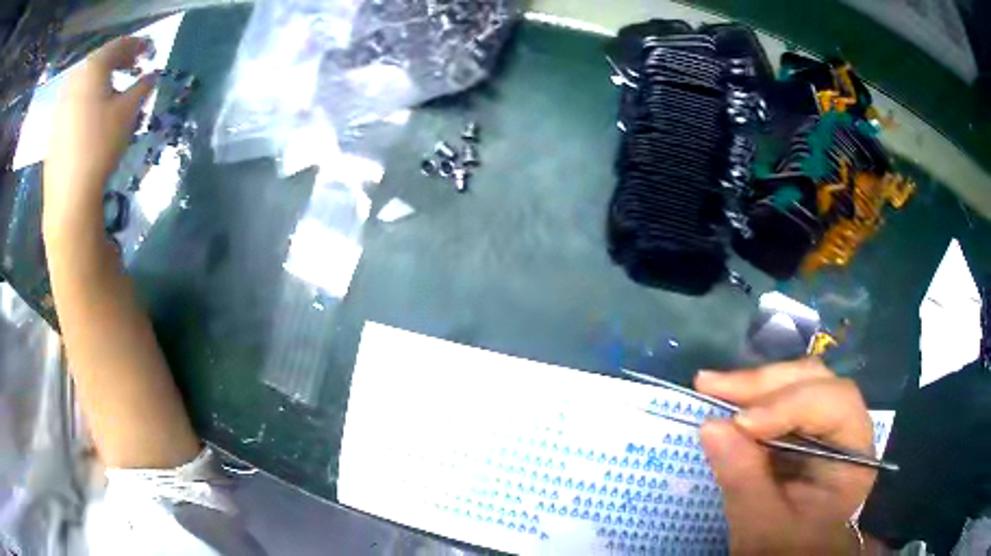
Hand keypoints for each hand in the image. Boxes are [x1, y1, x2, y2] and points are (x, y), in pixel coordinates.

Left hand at [43, 36, 155, 233]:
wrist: (68, 197)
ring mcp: (61, 102)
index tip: (151, 52)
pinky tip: (94, 112)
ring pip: (86, 80)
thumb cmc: (100, 146)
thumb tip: (151, 76)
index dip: (138, 45)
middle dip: (119, 61)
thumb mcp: (129, 112)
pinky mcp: (54, 124)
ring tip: (114, 91)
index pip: (120, 44)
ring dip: (102, 79)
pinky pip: (75, 99)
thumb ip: (143, 87)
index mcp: (93, 67)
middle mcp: (75, 77)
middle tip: (134, 69)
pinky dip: (88, 97)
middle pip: (100, 60)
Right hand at [696, 359, 875, 554]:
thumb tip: (711, 426)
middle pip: (816, 382)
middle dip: (765, 384)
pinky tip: (727, 398)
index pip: (836, 405)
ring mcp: (824, 424)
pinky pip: (780, 397)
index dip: (790, 405)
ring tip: (712, 386)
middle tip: (713, 386)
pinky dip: (751, 396)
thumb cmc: (784, 550)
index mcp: (854, 456)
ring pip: (798, 380)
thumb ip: (744, 480)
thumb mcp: (762, 527)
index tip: (740, 424)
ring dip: (755, 384)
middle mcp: (846, 429)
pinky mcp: (801, 426)